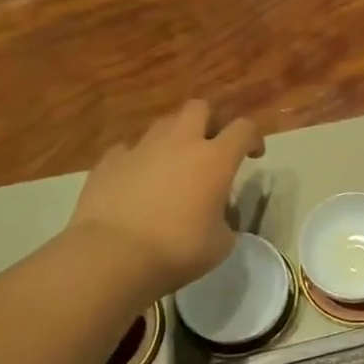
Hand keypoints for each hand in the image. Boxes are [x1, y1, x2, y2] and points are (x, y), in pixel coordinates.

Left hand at [68, 101, 264, 299]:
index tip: (253, 155)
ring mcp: (141, 148)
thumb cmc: (177, 249)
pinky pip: (129, 148)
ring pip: (163, 124)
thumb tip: (219, 217)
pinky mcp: (109, 161)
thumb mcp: (220, 244)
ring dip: (174, 138)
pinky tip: (137, 180)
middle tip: (211, 147)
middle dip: (210, 121)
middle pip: (199, 108)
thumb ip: (226, 222)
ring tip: (173, 165)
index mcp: (215, 159)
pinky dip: (138, 159)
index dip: (253, 137)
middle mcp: (179, 142)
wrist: (112, 254)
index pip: (243, 129)